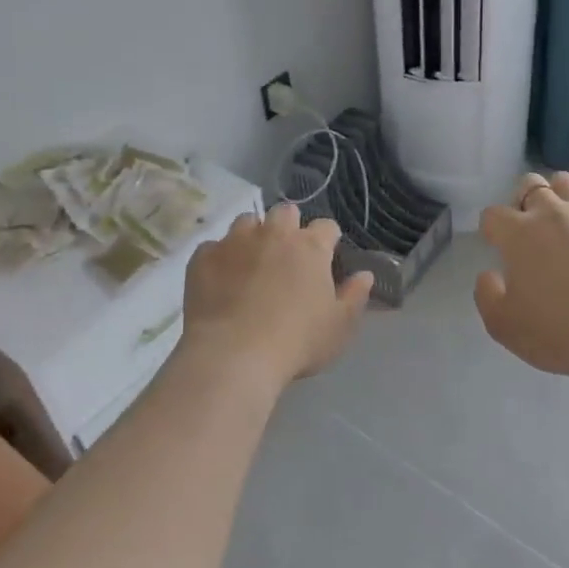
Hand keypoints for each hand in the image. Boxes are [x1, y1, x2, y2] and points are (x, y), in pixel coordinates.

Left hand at [182, 202, 374, 388]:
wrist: (234, 355)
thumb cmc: (297, 342)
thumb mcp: (340, 327)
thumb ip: (355, 297)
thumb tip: (365, 275)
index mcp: (310, 247)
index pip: (326, 226)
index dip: (327, 240)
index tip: (325, 259)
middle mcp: (274, 234)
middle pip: (285, 213)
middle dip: (289, 227)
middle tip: (287, 258)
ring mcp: (235, 242)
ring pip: (247, 222)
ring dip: (253, 236)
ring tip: (251, 264)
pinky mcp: (203, 257)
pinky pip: (214, 247)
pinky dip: (220, 258)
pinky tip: (221, 281)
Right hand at [475, 172, 568, 392]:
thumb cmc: (554, 334)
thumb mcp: (501, 325)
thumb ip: (485, 293)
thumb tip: (490, 273)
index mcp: (518, 234)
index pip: (493, 215)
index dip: (492, 230)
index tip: (498, 247)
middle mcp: (552, 212)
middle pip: (530, 185)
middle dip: (523, 203)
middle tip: (529, 231)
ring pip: (566, 183)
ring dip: (558, 198)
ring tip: (562, 223)